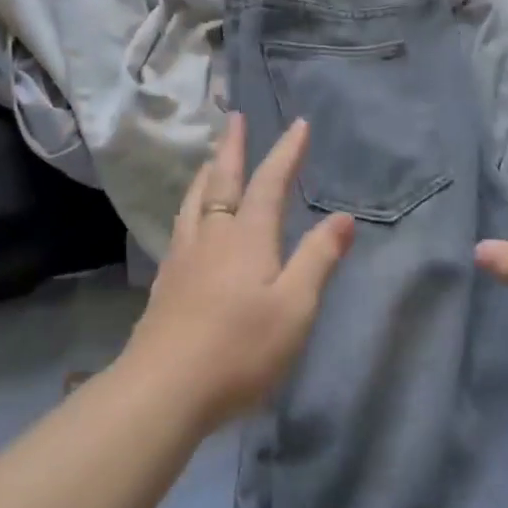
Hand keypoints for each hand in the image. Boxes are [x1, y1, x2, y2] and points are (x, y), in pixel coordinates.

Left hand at [119, 113, 355, 429]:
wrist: (165, 388)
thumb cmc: (240, 349)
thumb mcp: (294, 307)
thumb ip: (318, 259)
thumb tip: (342, 217)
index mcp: (247, 238)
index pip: (269, 184)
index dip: (286, 153)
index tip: (299, 125)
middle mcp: (212, 237)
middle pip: (222, 182)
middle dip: (233, 148)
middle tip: (235, 119)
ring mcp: (183, 259)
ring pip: (194, 202)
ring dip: (207, 174)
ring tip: (211, 160)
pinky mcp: (166, 283)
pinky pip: (181, 226)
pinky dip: (191, 206)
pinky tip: (189, 221)